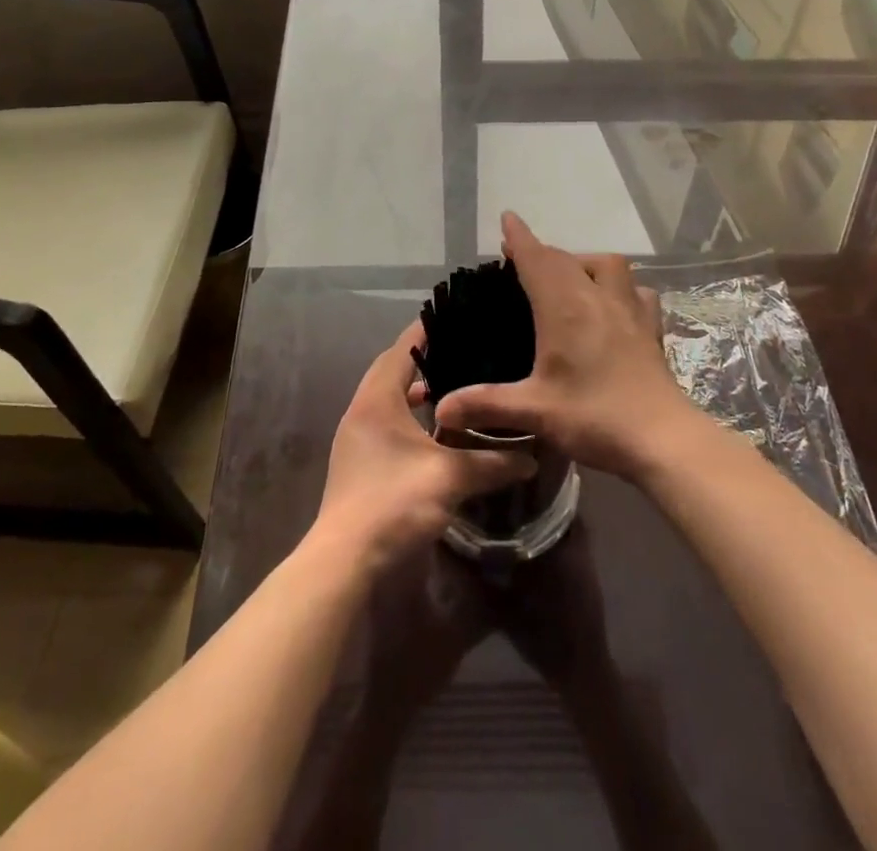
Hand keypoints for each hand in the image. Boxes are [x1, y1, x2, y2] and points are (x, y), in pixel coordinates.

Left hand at [314, 321, 533, 570]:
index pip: (402, 348)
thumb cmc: (393, 502)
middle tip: (463, 352)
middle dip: (425, 360)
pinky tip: (437, 436)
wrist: (344, 561)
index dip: (428, 330)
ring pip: (388, 400)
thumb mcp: (450, 478)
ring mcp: (356, 438)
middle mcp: (361, 410)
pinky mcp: (358, 463)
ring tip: (455, 392)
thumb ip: (492, 462)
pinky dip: (410, 419)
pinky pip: (386, 423)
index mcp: (377, 399)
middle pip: (392, 370)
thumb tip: (532, 457)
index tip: (456, 316)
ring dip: (417, 393)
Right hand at [433, 212, 707, 480]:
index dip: (520, 238)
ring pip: (606, 265)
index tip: (507, 219)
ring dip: (583, 262)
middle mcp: (596, 297)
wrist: (663, 439)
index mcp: (564, 307)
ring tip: (569, 278)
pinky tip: (614, 303)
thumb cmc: (594, 417)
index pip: (537, 259)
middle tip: (521, 259)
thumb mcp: (534, 411)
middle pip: (566, 259)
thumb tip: (440, 410)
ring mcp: (628, 310)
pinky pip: (636, 290)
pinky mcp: (649, 328)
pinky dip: (620, 286)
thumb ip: (485, 405)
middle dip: (541, 252)